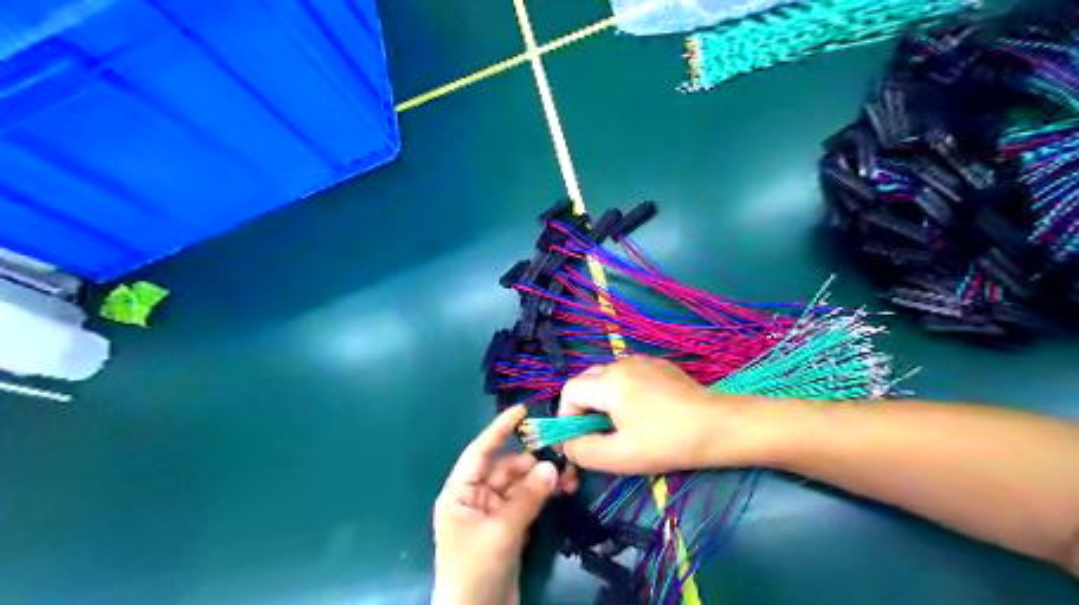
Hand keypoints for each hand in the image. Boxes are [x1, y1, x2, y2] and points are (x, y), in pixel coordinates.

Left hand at [434, 406, 576, 604]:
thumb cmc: (475, 569)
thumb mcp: (500, 530)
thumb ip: (527, 497)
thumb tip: (553, 466)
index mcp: (460, 493)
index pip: (480, 452)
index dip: (499, 429)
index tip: (521, 410)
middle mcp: (475, 498)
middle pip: (506, 468)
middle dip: (531, 461)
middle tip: (561, 455)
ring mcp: (493, 514)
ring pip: (520, 486)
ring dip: (542, 479)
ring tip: (568, 476)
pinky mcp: (509, 529)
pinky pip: (527, 503)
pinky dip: (543, 496)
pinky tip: (562, 490)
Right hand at [556, 357, 751, 474]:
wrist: (719, 426)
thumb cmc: (667, 443)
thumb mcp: (619, 456)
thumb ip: (582, 450)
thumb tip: (567, 443)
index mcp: (608, 382)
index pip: (569, 391)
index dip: (566, 416)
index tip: (579, 440)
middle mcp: (620, 363)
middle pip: (586, 381)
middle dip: (583, 408)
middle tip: (597, 434)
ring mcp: (641, 361)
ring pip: (606, 378)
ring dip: (603, 400)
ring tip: (620, 425)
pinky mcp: (659, 365)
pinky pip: (628, 375)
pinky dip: (623, 392)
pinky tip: (643, 413)